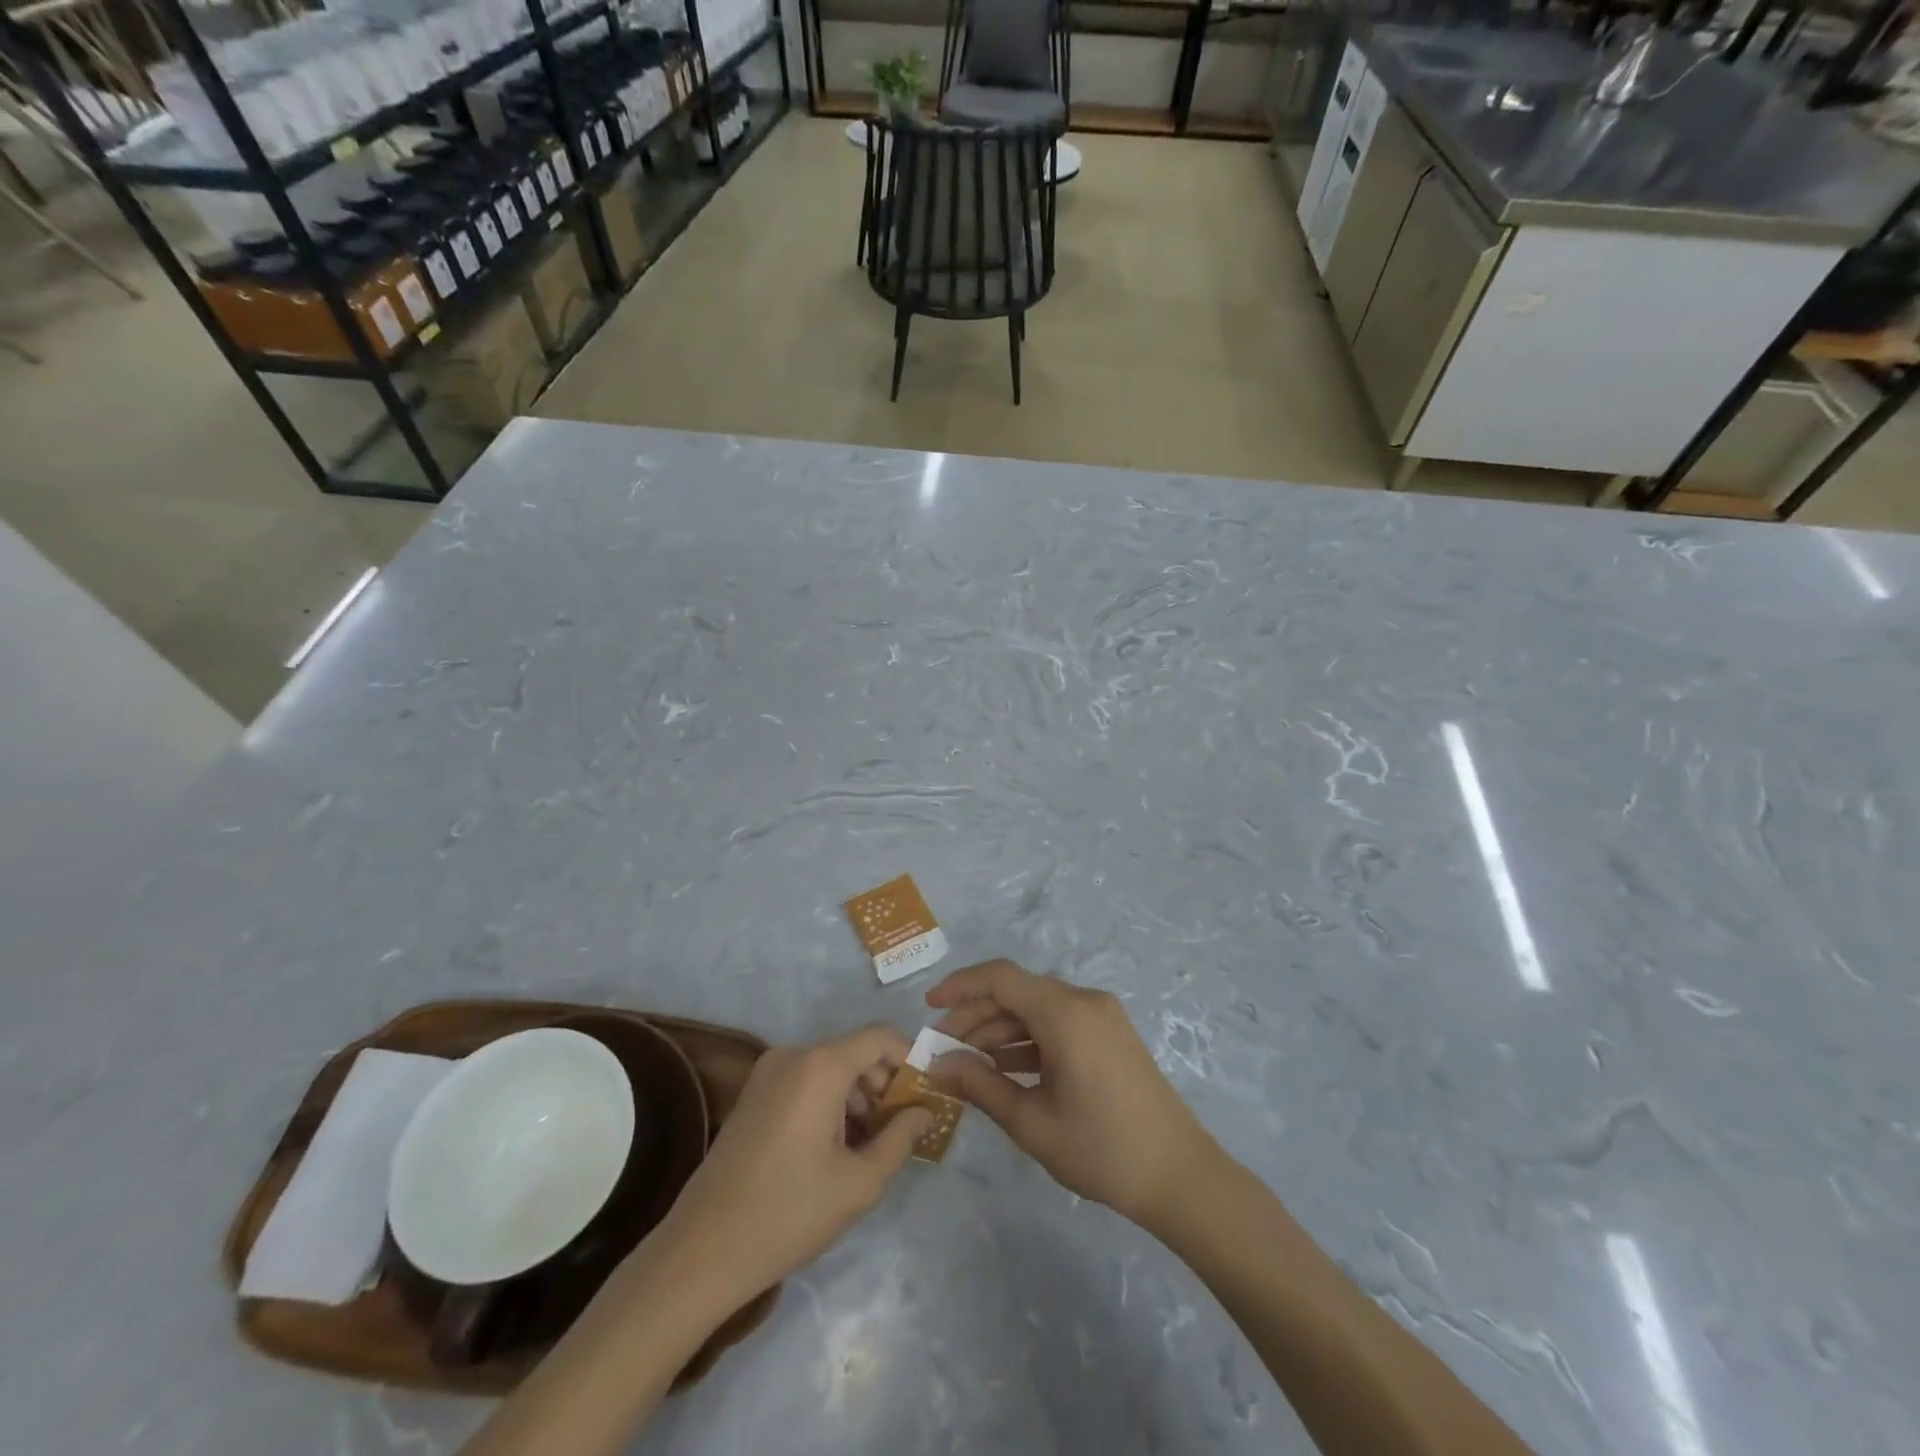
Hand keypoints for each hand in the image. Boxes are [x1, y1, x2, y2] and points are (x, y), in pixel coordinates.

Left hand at [652, 1026, 931, 1307]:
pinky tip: (838, 1146)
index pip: (880, 1037)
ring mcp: (768, 1073)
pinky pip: (807, 1081)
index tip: (930, 1093)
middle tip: (906, 1126)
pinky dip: (831, 1102)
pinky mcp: (754, 1094)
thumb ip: (900, 1138)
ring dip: (859, 1096)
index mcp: (820, 1066)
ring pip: (832, 1068)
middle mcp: (793, 1055)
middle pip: (855, 1052)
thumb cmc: (789, 1213)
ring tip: (874, 1143)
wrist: (702, 1251)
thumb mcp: (859, 1183)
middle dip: (886, 1083)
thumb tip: (925, 1112)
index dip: (911, 1058)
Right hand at [926, 959, 1219, 1231]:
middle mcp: (1083, 1000)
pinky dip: (1028, 1040)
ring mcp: (1101, 1016)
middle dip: (975, 1016)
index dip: (960, 986)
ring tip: (967, 1064)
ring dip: (1000, 1030)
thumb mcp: (1031, 1121)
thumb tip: (937, 1065)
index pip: (1000, 977)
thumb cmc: (1101, 1149)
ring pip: (1036, 1009)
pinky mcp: (1110, 1034)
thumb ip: (979, 1085)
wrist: (1180, 1176)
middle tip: (943, 1051)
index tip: (929, 1008)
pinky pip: (1058, 1023)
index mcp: (1065, 1012)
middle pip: (1017, 992)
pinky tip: (1004, 1068)